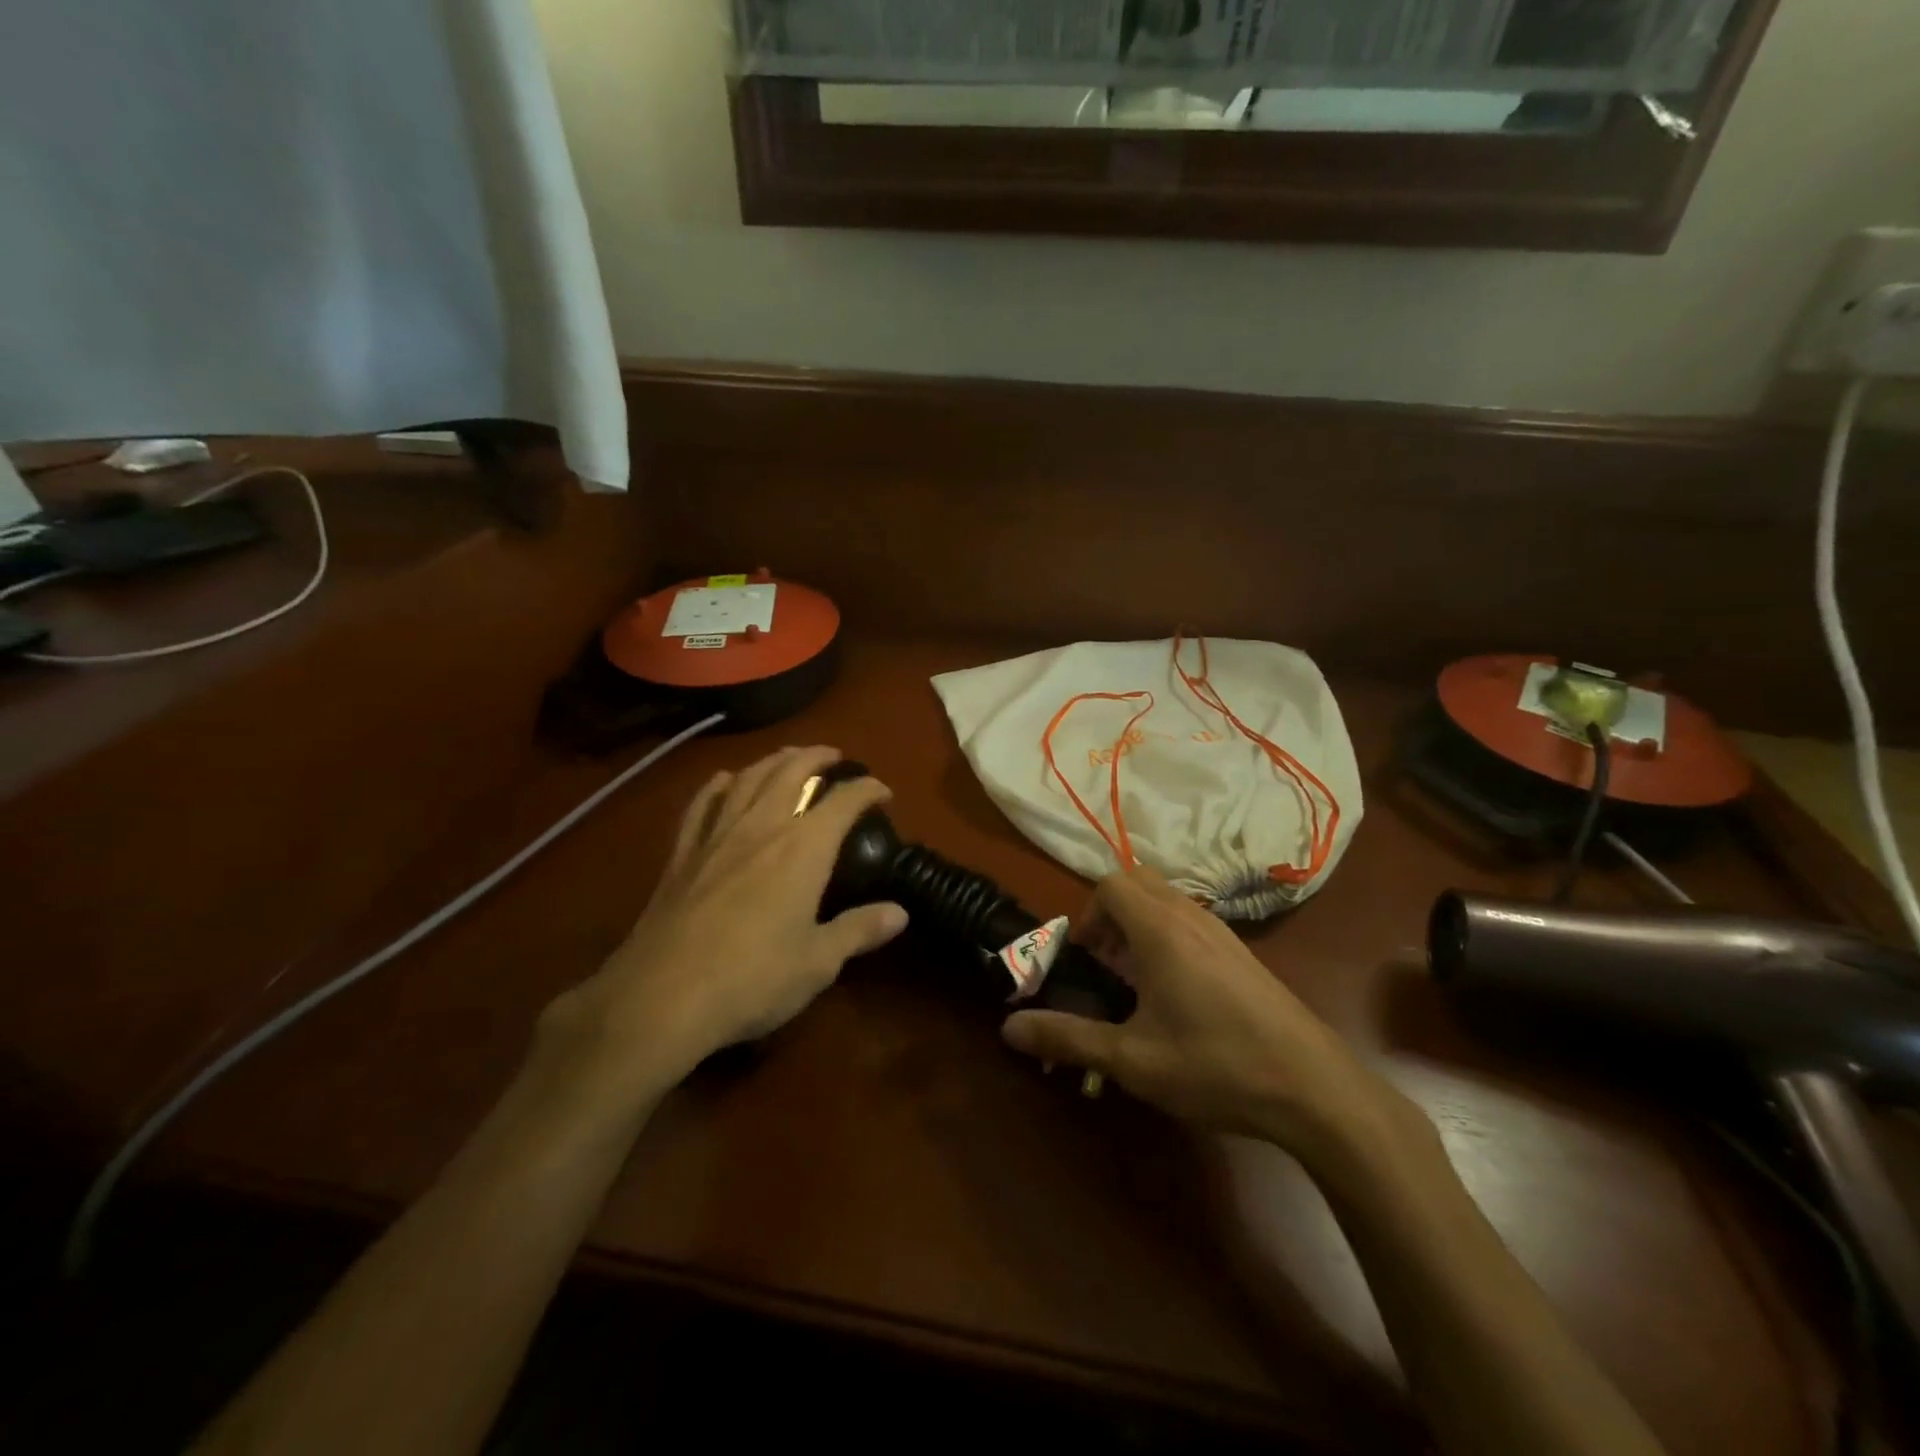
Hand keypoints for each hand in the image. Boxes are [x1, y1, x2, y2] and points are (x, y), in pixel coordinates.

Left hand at [537, 747, 907, 1106]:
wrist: (662, 997)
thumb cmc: (753, 979)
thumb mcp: (819, 962)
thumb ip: (860, 930)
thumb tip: (901, 913)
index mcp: (804, 848)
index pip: (844, 801)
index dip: (867, 789)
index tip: (882, 792)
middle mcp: (762, 827)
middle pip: (792, 772)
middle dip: (818, 757)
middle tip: (834, 757)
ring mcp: (717, 836)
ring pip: (748, 778)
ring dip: (773, 760)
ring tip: (788, 756)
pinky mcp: (682, 854)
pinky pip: (701, 804)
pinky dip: (718, 785)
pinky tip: (724, 780)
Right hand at [1002, 867, 1408, 1162]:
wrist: (1314, 1088)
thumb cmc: (1215, 1066)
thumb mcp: (1132, 1060)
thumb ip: (1068, 1038)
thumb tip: (1008, 1028)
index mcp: (1160, 930)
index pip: (1110, 884)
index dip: (1087, 915)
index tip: (1085, 959)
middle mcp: (1190, 917)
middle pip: (1138, 882)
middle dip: (1110, 913)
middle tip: (1106, 963)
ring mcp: (1222, 932)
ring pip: (1167, 900)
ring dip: (1140, 925)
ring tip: (1137, 982)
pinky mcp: (1243, 953)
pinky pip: (1191, 921)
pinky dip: (1168, 937)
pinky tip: (1178, 996)